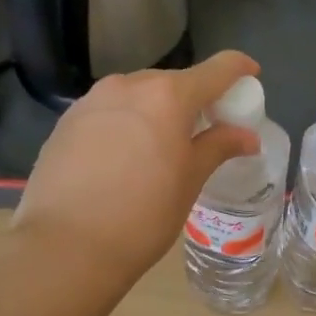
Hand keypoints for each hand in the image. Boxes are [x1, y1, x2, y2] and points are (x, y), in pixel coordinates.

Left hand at [13, 51, 262, 279]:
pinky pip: (109, 111)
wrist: (63, 247)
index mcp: (168, 95)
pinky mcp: (66, 122)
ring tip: (163, 146)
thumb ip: (219, 147)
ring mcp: (92, 101)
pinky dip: (127, 123)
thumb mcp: (190, 180)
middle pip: (173, 82)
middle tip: (206, 128)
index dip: (239, 68)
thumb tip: (247, 136)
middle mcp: (128, 85)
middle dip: (194, 98)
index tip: (251, 75)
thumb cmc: (143, 215)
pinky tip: (125, 158)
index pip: (216, 69)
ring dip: (157, 110)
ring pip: (138, 95)